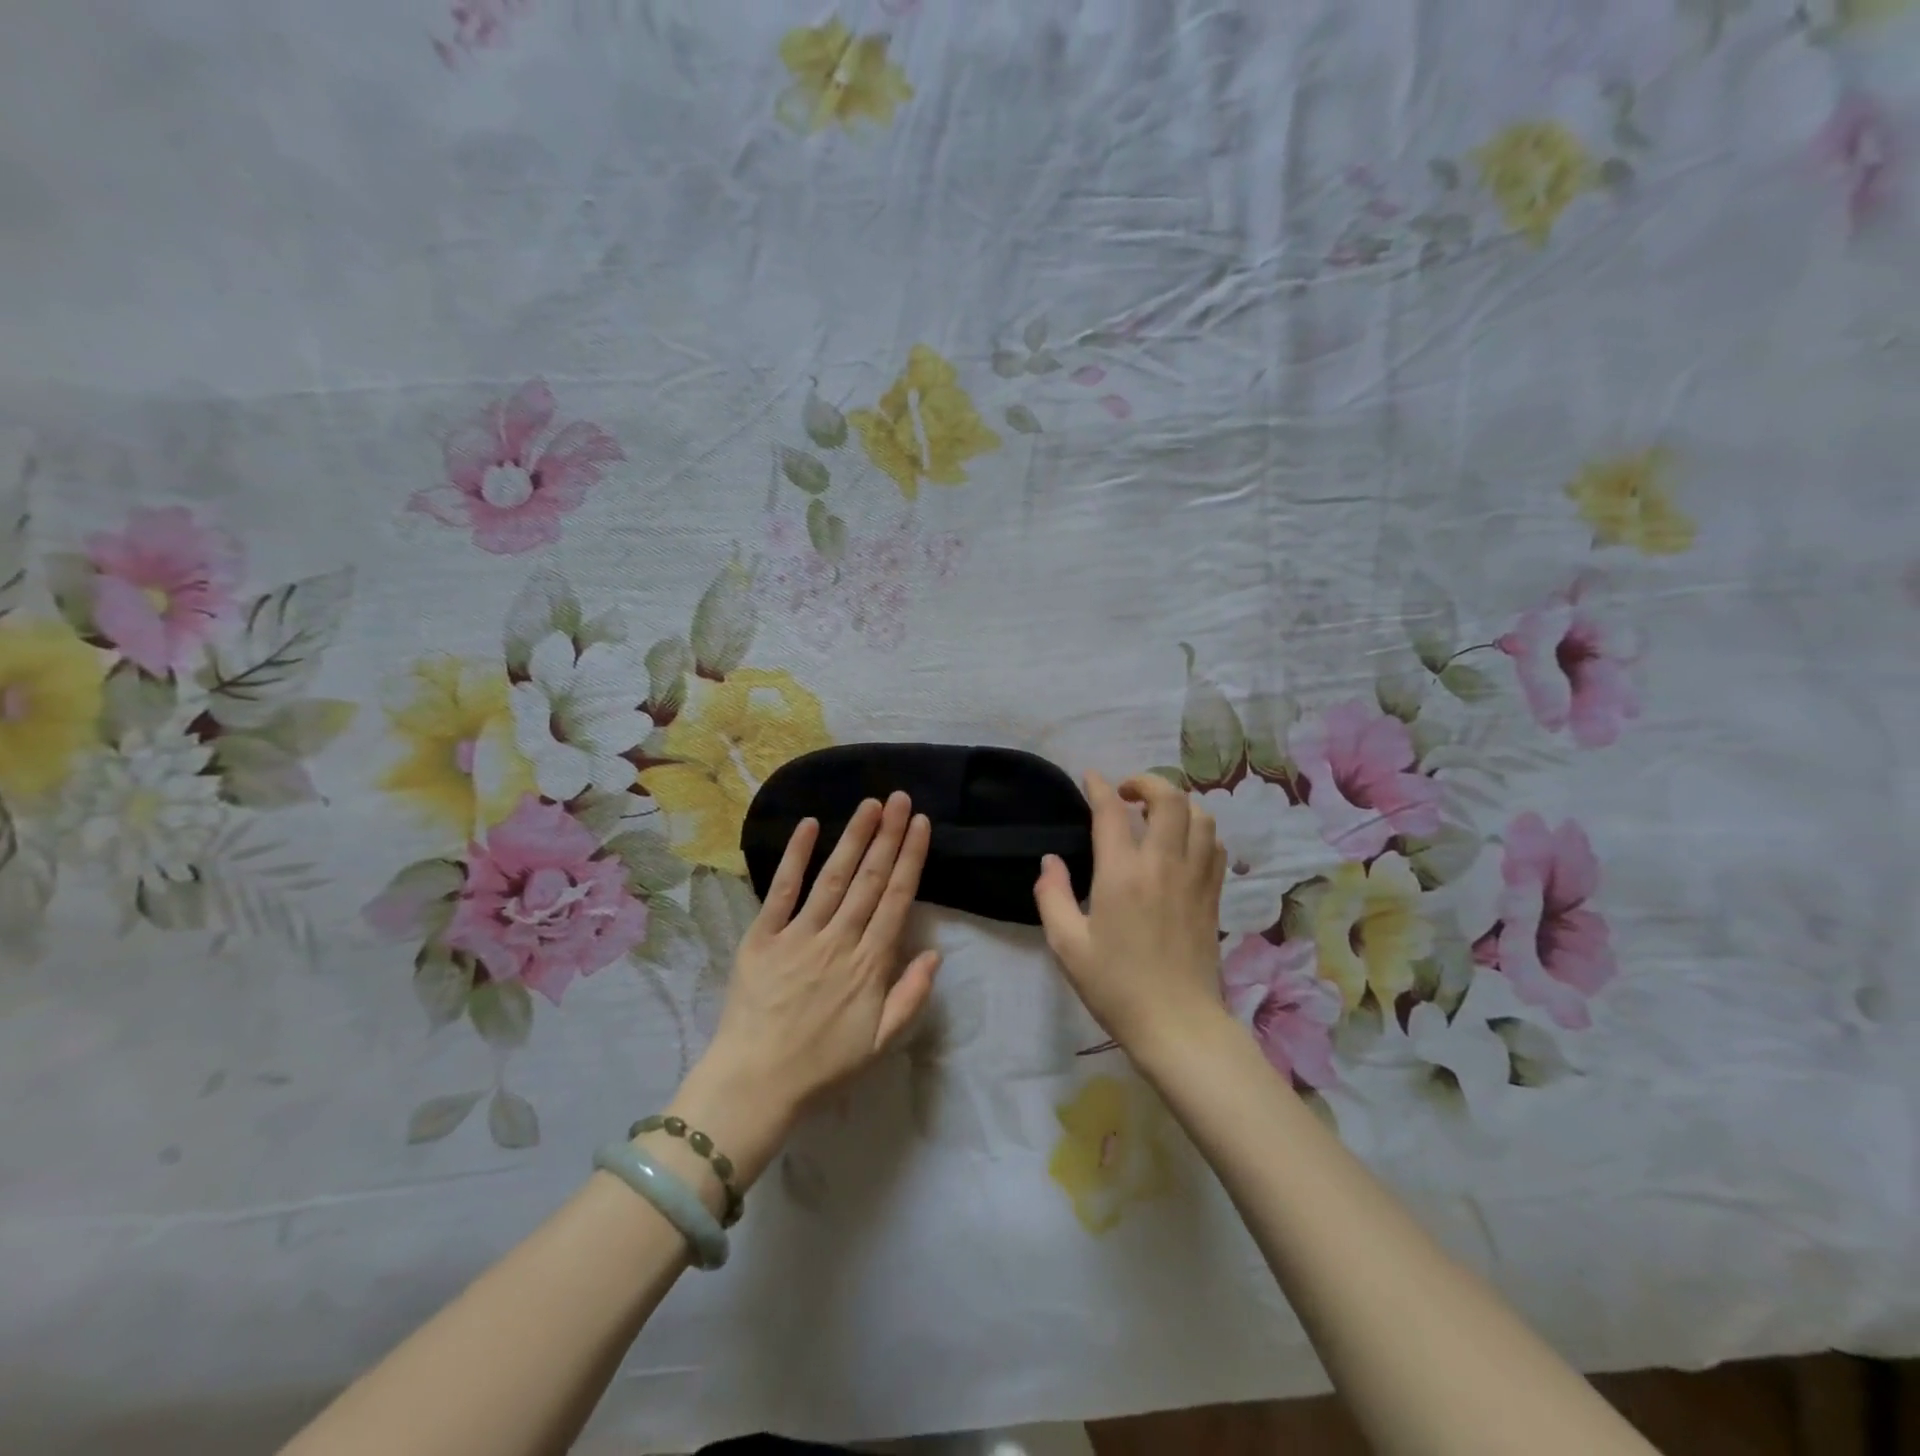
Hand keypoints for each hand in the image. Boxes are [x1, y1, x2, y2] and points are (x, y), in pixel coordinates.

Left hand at [698, 792, 941, 1122]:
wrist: (755, 1083)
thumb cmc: (823, 1065)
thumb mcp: (882, 1042)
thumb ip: (912, 996)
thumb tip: (935, 952)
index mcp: (870, 963)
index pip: (897, 898)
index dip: (911, 858)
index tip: (921, 824)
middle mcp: (839, 939)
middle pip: (869, 878)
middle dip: (889, 835)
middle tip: (901, 798)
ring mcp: (799, 935)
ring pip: (833, 876)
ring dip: (854, 837)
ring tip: (871, 804)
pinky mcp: (763, 937)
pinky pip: (782, 891)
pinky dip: (796, 857)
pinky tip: (810, 826)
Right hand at [1032, 772, 1227, 1059]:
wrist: (1177, 1025)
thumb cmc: (1115, 986)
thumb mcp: (1067, 945)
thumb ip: (1052, 896)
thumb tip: (1050, 861)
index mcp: (1122, 874)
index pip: (1112, 811)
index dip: (1099, 787)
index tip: (1091, 778)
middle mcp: (1163, 865)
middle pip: (1170, 799)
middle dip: (1146, 783)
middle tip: (1126, 794)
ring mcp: (1195, 878)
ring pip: (1200, 816)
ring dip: (1177, 804)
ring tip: (1156, 815)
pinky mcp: (1213, 895)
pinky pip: (1214, 845)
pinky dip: (1199, 830)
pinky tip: (1182, 844)